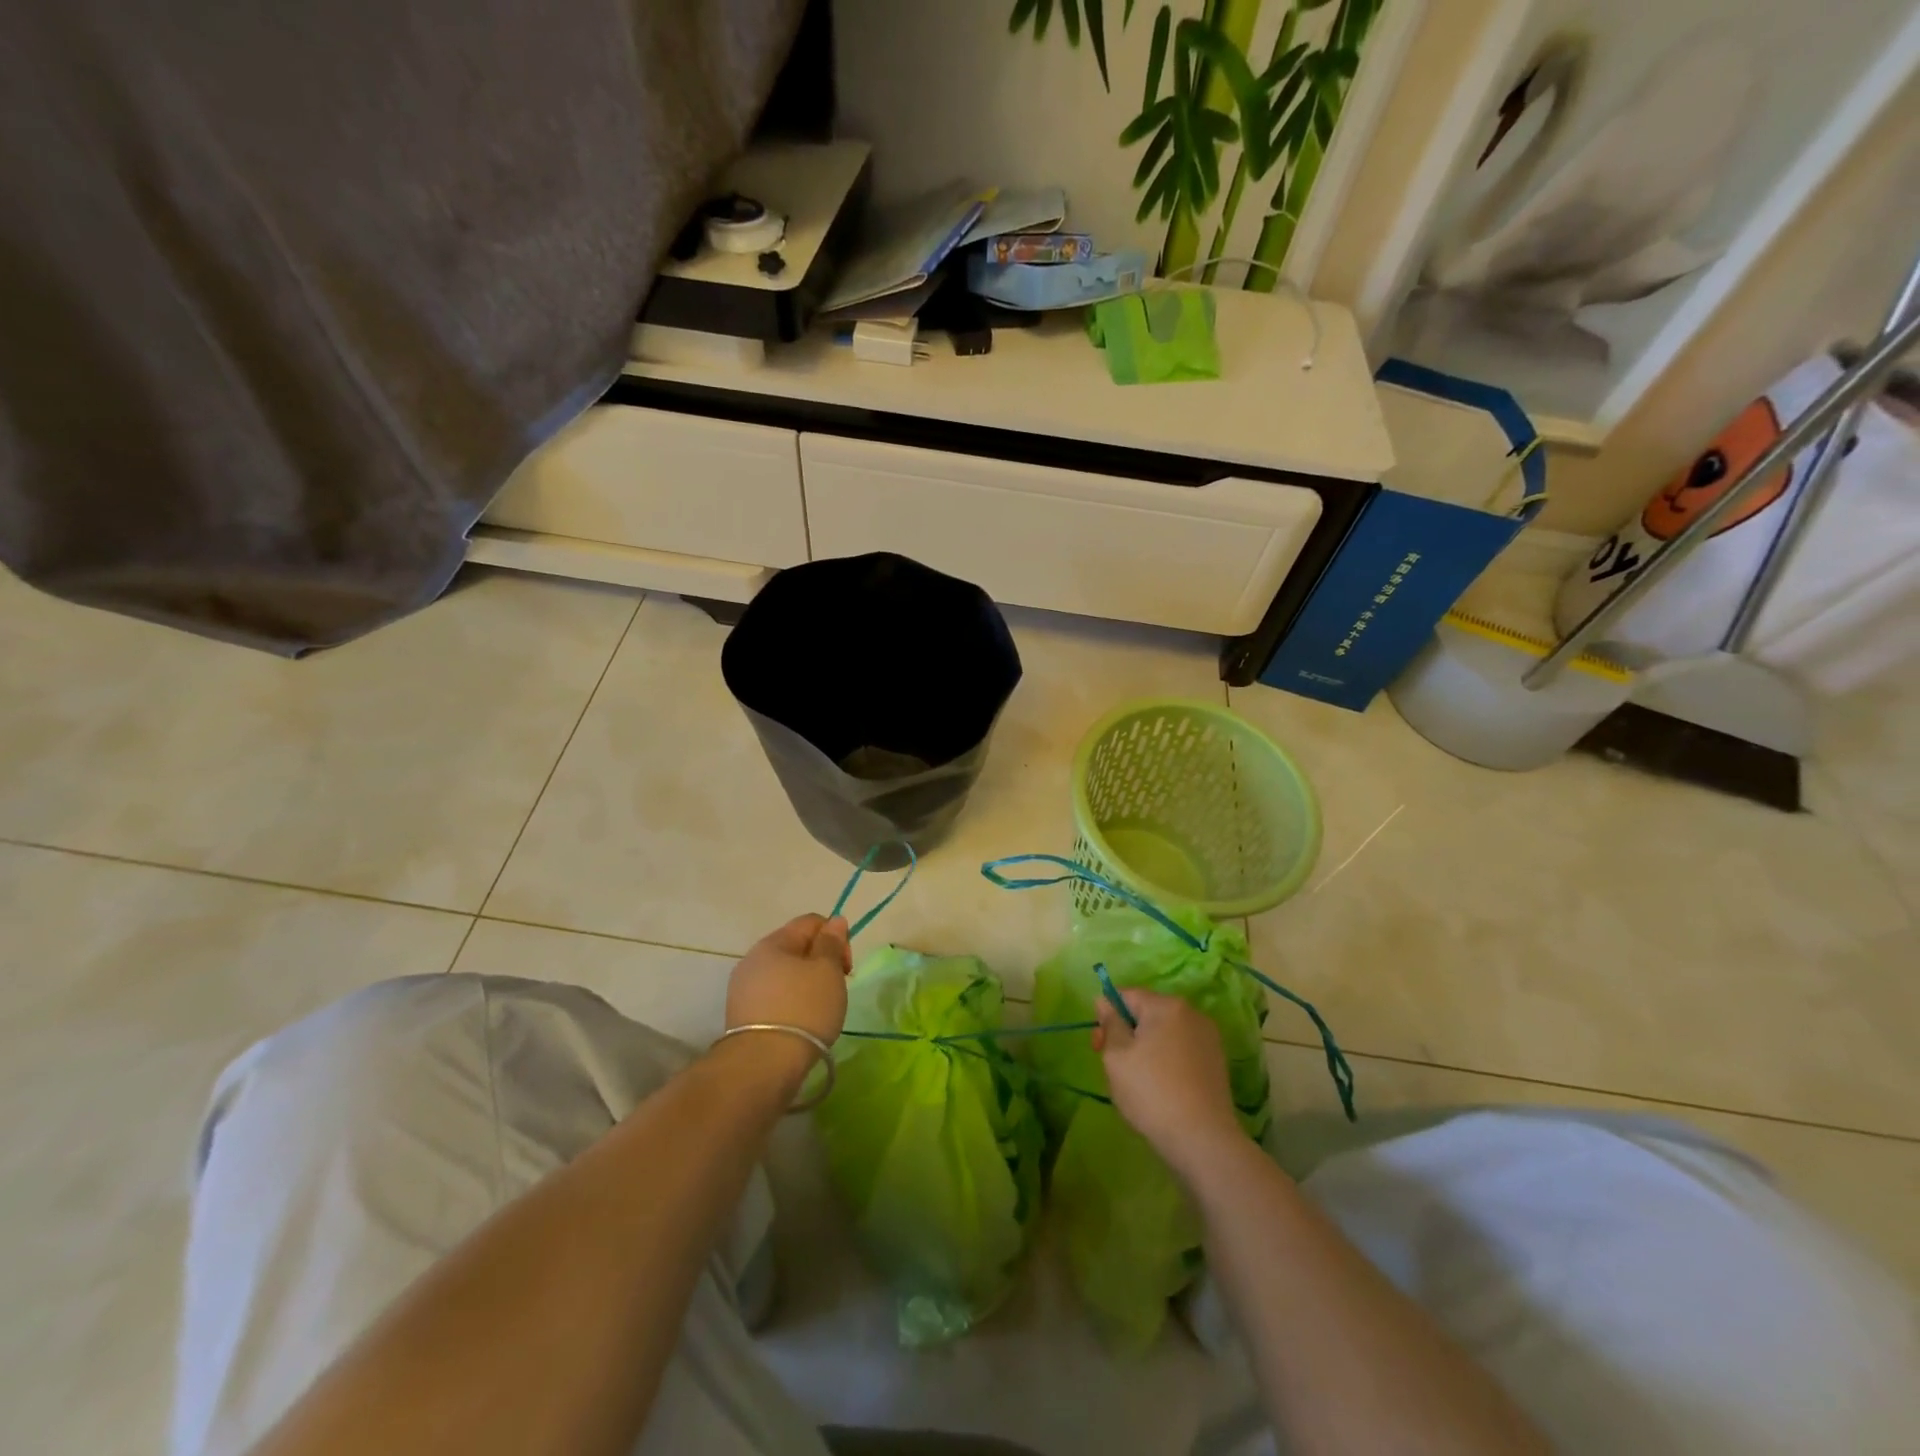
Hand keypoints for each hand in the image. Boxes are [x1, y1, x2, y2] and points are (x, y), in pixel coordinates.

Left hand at [725, 913, 851, 1050]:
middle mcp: (753, 959)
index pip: (811, 922)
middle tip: (836, 989)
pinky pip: (774, 998)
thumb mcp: (827, 971)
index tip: (846, 968)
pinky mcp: (741, 1016)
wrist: (763, 1065)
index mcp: (773, 942)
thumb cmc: (803, 1010)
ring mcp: (743, 989)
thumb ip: (832, 942)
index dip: (836, 937)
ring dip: (806, 985)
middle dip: (821, 963)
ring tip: (819, 1010)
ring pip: (785, 974)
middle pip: (796, 947)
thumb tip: (835, 920)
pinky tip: (800, 1024)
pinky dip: (791, 1004)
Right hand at [1095, 990, 1243, 1176]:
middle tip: (1113, 1066)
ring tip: (1137, 1082)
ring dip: (1146, 1048)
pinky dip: (1166, 1062)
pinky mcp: (1217, 1063)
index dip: (1107, 1015)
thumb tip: (1105, 1001)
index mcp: (1167, 1006)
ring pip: (1164, 1034)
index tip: (1099, 1045)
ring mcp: (1208, 1039)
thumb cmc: (1151, 1092)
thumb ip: (1110, 1023)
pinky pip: (1181, 1051)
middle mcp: (1192, 1014)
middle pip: (1147, 1013)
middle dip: (1126, 1033)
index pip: (1127, 996)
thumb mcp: (1116, 1056)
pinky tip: (1160, 1089)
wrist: (1203, 1140)